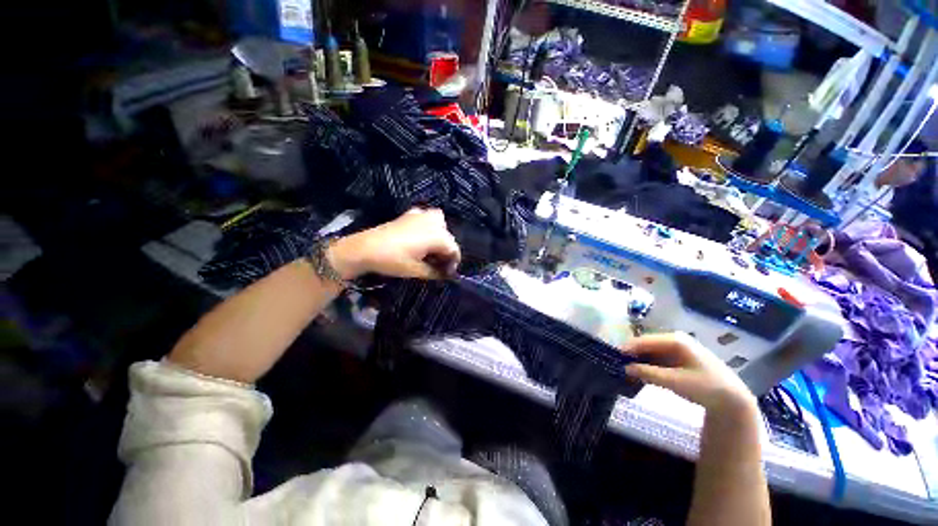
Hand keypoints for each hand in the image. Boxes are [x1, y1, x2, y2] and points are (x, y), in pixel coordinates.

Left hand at [329, 208, 460, 279]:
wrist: (365, 248)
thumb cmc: (393, 260)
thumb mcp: (417, 270)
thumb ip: (436, 272)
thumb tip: (446, 274)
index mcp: (438, 236)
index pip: (455, 250)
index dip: (453, 263)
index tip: (447, 274)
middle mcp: (434, 222)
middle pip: (449, 238)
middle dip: (446, 252)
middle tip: (437, 265)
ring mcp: (422, 215)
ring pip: (441, 225)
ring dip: (440, 238)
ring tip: (431, 251)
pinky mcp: (411, 214)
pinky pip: (428, 218)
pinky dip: (429, 227)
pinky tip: (421, 237)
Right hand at [624, 333, 754, 413]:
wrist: (733, 400)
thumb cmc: (705, 387)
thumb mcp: (674, 382)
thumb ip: (648, 373)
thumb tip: (625, 368)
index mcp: (675, 340)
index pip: (643, 341)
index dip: (627, 349)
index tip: (612, 358)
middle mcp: (675, 339)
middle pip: (646, 344)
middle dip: (632, 355)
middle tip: (618, 366)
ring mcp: (678, 348)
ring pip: (651, 351)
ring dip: (640, 360)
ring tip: (627, 370)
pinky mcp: (680, 357)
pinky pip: (658, 357)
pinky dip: (649, 364)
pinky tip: (642, 373)